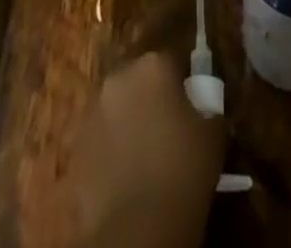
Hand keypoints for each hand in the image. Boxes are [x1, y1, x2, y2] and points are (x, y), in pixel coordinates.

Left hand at [55, 52, 224, 247]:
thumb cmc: (182, 172)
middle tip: (168, 128)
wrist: (137, 229)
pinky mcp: (76, 146)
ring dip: (128, 121)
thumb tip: (206, 111)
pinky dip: (111, 150)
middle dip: (151, 97)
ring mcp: (93, 111)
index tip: (192, 105)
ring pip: (117, 108)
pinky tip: (126, 174)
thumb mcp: (214, 136)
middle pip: (139, 79)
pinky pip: (99, 139)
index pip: (173, 60)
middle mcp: (119, 77)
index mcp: (154, 65)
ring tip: (145, 154)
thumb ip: (210, 111)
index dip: (183, 82)